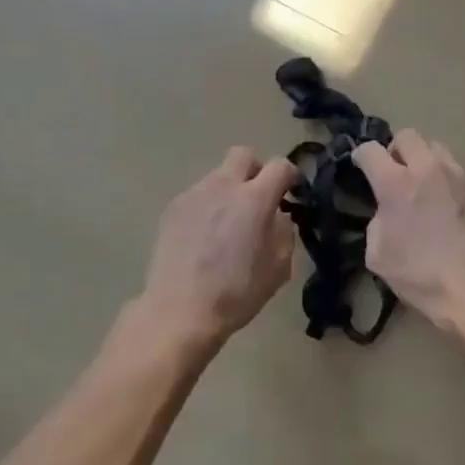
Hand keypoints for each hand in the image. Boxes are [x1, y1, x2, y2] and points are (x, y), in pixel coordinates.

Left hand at [133, 147, 298, 346]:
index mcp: (254, 199)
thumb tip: (278, 215)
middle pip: (243, 155)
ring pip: (218, 176)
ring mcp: (195, 194)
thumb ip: (285, 232)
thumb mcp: (279, 268)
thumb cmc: (237, 293)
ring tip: (227, 224)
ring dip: (229, 190)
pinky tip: (204, 236)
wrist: (180, 309)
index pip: (280, 166)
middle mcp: (223, 186)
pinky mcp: (173, 207)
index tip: (291, 192)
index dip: (290, 175)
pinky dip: (207, 206)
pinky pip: (198, 195)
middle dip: (256, 170)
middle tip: (258, 198)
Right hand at [353, 130, 464, 332]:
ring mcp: (459, 175)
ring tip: (424, 185)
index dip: (361, 157)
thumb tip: (387, 211)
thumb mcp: (378, 255)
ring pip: (436, 148)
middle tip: (394, 173)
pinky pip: (458, 171)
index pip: (370, 149)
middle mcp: (428, 168)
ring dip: (423, 160)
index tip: (361, 168)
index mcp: (396, 183)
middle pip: (407, 135)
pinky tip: (448, 205)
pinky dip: (447, 179)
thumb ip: (377, 221)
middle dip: (395, 150)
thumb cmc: (422, 275)